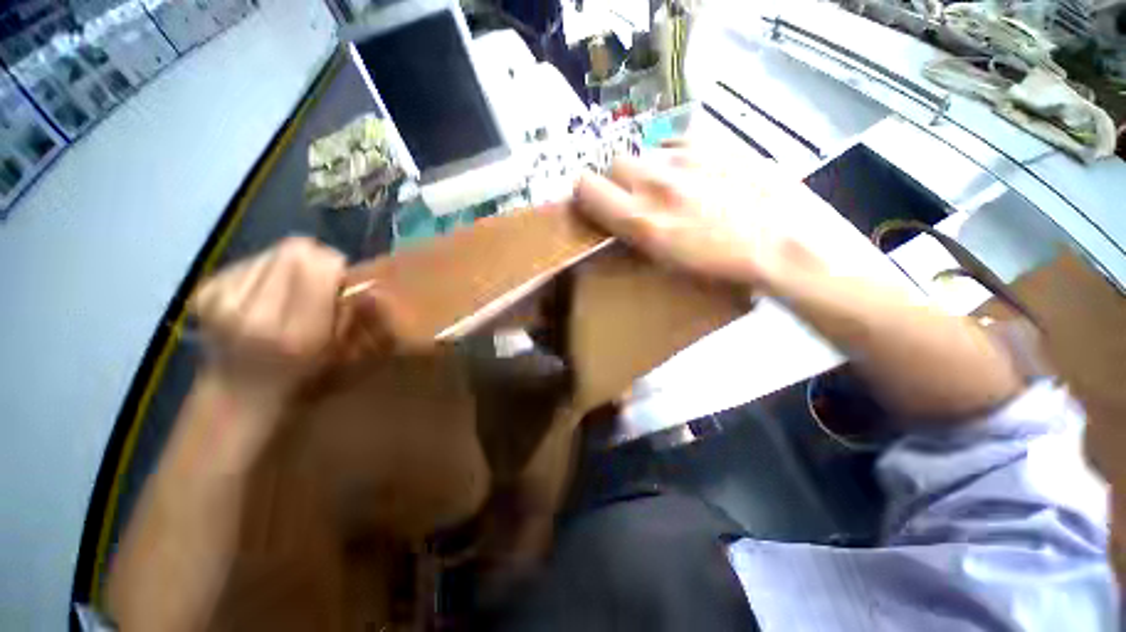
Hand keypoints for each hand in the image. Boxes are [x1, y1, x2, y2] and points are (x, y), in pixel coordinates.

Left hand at [190, 237, 345, 415]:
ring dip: (290, 264)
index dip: (335, 265)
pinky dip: (266, 270)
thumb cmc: (300, 374)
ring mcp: (222, 301)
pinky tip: (266, 294)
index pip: (318, 266)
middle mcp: (255, 313)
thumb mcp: (338, 349)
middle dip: (315, 259)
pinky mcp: (205, 292)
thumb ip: (348, 310)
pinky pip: (250, 260)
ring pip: (272, 251)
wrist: (237, 392)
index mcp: (296, 333)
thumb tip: (354, 277)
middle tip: (319, 279)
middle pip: (294, 250)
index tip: (339, 280)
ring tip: (290, 290)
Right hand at [573, 148, 822, 289]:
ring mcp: (684, 157)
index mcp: (640, 219)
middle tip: (637, 199)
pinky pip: (673, 140)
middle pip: (613, 164)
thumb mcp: (663, 259)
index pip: (585, 186)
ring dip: (647, 169)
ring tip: (670, 187)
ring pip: (643, 152)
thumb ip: (630, 230)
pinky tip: (691, 172)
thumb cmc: (718, 266)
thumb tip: (612, 212)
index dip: (585, 193)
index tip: (595, 203)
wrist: (781, 244)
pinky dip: (672, 155)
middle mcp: (654, 182)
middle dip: (617, 181)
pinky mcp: (711, 143)